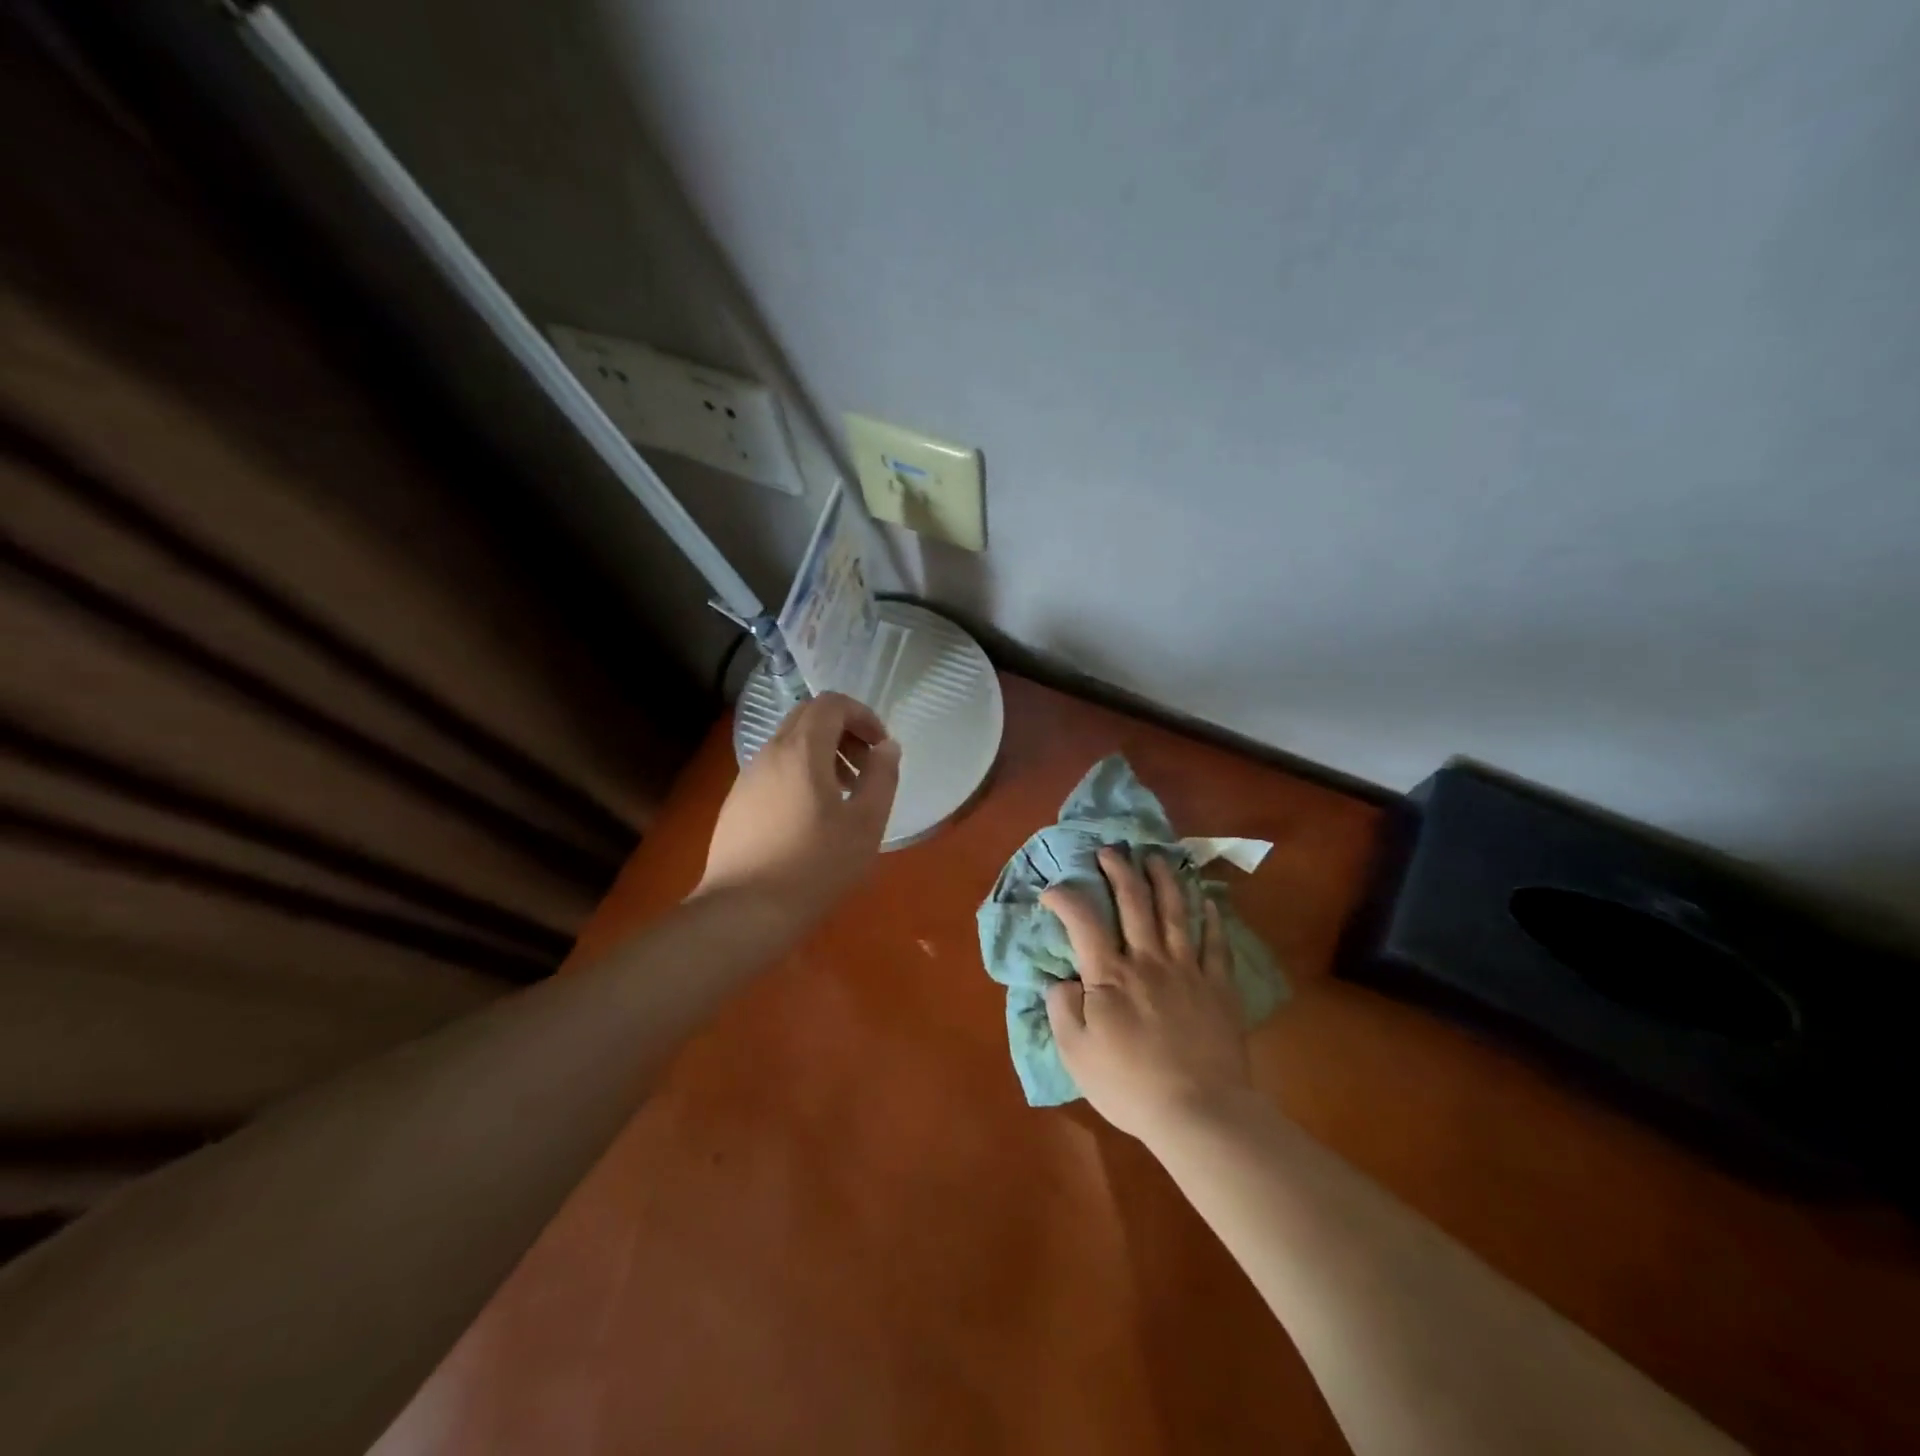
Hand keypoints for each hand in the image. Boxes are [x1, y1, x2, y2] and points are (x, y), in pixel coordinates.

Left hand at [695, 692, 900, 920]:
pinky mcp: (736, 803)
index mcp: (802, 750)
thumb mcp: (865, 823)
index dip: (862, 715)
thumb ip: (882, 777)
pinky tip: (811, 818)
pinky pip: (774, 770)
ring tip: (843, 797)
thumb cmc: (815, 866)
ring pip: (789, 744)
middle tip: (865, 768)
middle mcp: (770, 753)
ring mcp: (748, 777)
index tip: (880, 747)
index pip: (831, 703)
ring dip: (822, 755)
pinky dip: (800, 774)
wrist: (744, 911)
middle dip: (843, 732)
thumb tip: (887, 747)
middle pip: (808, 718)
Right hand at [1043, 848, 1252, 1143]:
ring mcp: (1187, 970)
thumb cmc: (1129, 1085)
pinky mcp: (1218, 987)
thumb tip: (1061, 980)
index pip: (1083, 921)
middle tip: (1111, 850)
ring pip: (1175, 912)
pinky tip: (1207, 902)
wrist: (1199, 1112)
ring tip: (1156, 857)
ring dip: (1164, 879)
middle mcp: (1148, 960)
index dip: (1065, 898)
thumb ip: (1062, 1009)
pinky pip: (1215, 944)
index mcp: (1110, 975)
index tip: (1052, 891)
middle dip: (1119, 870)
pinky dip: (1211, 919)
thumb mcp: (1076, 1054)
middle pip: (1134, 902)